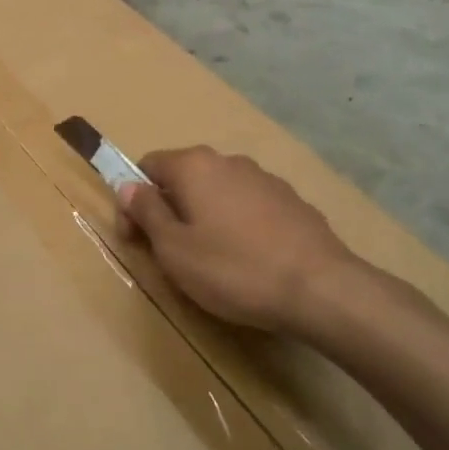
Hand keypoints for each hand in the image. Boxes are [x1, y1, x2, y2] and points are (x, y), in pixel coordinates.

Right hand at [117, 146, 366, 337]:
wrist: (320, 288)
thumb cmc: (233, 268)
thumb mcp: (174, 248)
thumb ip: (147, 212)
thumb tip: (128, 186)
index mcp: (194, 166)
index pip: (147, 166)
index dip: (133, 201)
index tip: (135, 238)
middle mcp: (229, 161)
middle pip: (183, 178)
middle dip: (168, 210)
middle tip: (168, 254)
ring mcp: (265, 179)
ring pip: (217, 193)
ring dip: (203, 218)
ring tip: (209, 261)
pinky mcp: (292, 202)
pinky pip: (248, 207)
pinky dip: (236, 226)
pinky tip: (246, 260)